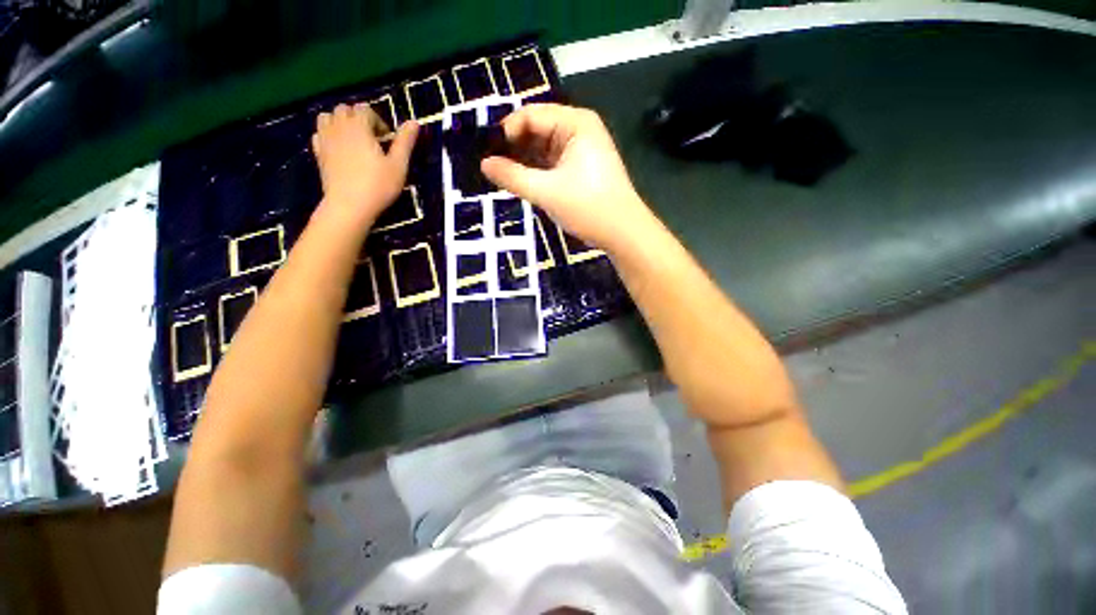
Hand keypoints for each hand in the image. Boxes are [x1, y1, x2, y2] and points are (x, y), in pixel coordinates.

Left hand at [312, 103, 417, 225]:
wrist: (349, 206)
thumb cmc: (378, 186)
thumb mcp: (398, 165)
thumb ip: (405, 142)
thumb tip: (414, 121)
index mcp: (359, 127)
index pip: (365, 109)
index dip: (378, 121)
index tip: (387, 140)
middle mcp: (339, 127)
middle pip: (345, 109)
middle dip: (359, 118)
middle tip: (372, 139)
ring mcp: (325, 139)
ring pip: (328, 117)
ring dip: (340, 122)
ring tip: (354, 140)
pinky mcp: (318, 153)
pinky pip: (319, 133)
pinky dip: (328, 134)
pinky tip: (339, 148)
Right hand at [481, 104, 655, 252]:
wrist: (623, 233)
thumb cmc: (588, 207)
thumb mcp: (546, 191)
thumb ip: (513, 177)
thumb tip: (484, 164)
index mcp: (575, 123)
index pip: (530, 115)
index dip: (506, 132)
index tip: (487, 155)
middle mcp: (579, 129)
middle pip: (536, 130)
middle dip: (514, 148)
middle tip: (490, 168)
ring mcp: (581, 150)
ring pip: (543, 149)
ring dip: (524, 162)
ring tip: (502, 177)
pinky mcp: (581, 168)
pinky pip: (552, 163)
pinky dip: (537, 172)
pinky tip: (521, 183)